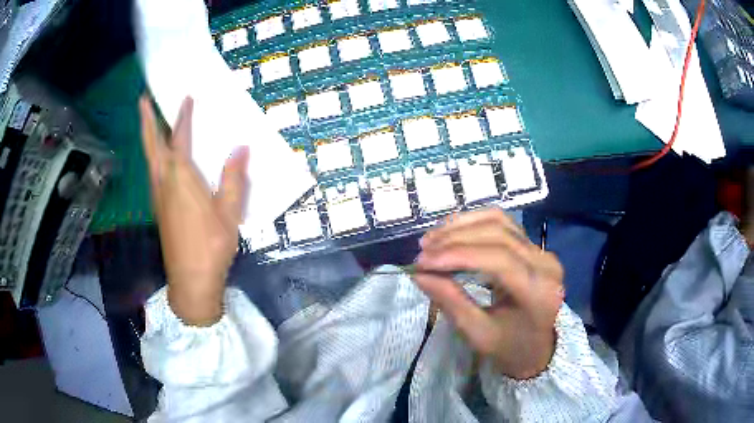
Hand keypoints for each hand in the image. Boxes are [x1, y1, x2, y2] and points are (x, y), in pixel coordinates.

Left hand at [139, 95, 249, 325]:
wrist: (191, 281)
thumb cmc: (211, 246)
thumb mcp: (228, 213)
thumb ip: (233, 179)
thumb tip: (242, 148)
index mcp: (181, 178)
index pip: (180, 139)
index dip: (183, 117)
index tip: (186, 97)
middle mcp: (164, 182)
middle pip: (153, 144)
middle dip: (147, 120)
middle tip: (143, 99)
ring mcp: (158, 196)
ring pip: (150, 158)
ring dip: (149, 136)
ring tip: (150, 120)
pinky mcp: (159, 208)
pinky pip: (154, 172)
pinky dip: (154, 155)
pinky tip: (160, 157)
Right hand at [415, 209, 563, 379]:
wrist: (537, 348)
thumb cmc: (509, 348)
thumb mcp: (478, 334)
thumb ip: (451, 302)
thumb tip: (419, 274)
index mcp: (538, 291)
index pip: (498, 259)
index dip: (457, 255)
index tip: (422, 262)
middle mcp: (545, 263)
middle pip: (498, 234)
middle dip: (455, 239)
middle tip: (423, 251)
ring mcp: (542, 251)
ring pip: (500, 222)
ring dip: (462, 226)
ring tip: (432, 239)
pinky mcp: (534, 246)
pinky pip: (503, 224)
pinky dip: (474, 223)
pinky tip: (452, 231)